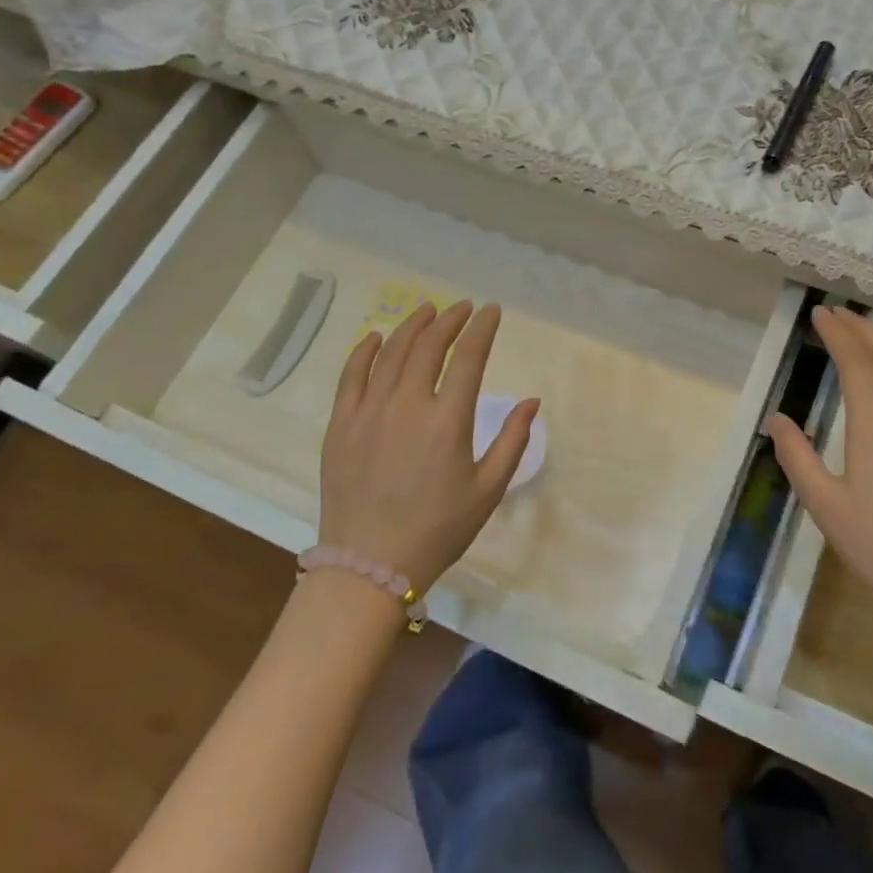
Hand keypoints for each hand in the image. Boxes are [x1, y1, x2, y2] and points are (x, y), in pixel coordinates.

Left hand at [319, 300, 539, 591]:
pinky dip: (365, 350)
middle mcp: (407, 404)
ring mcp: (369, 411)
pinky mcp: (341, 424)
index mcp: (448, 420)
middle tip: (462, 308)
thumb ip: (512, 441)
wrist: (370, 564)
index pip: (469, 357)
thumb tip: (531, 402)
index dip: (482, 328)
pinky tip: (376, 337)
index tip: (491, 311)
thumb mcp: (488, 490)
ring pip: (391, 352)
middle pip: (429, 345)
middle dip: (450, 320)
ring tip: (426, 310)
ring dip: (412, 326)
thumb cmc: (438, 529)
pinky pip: (351, 375)